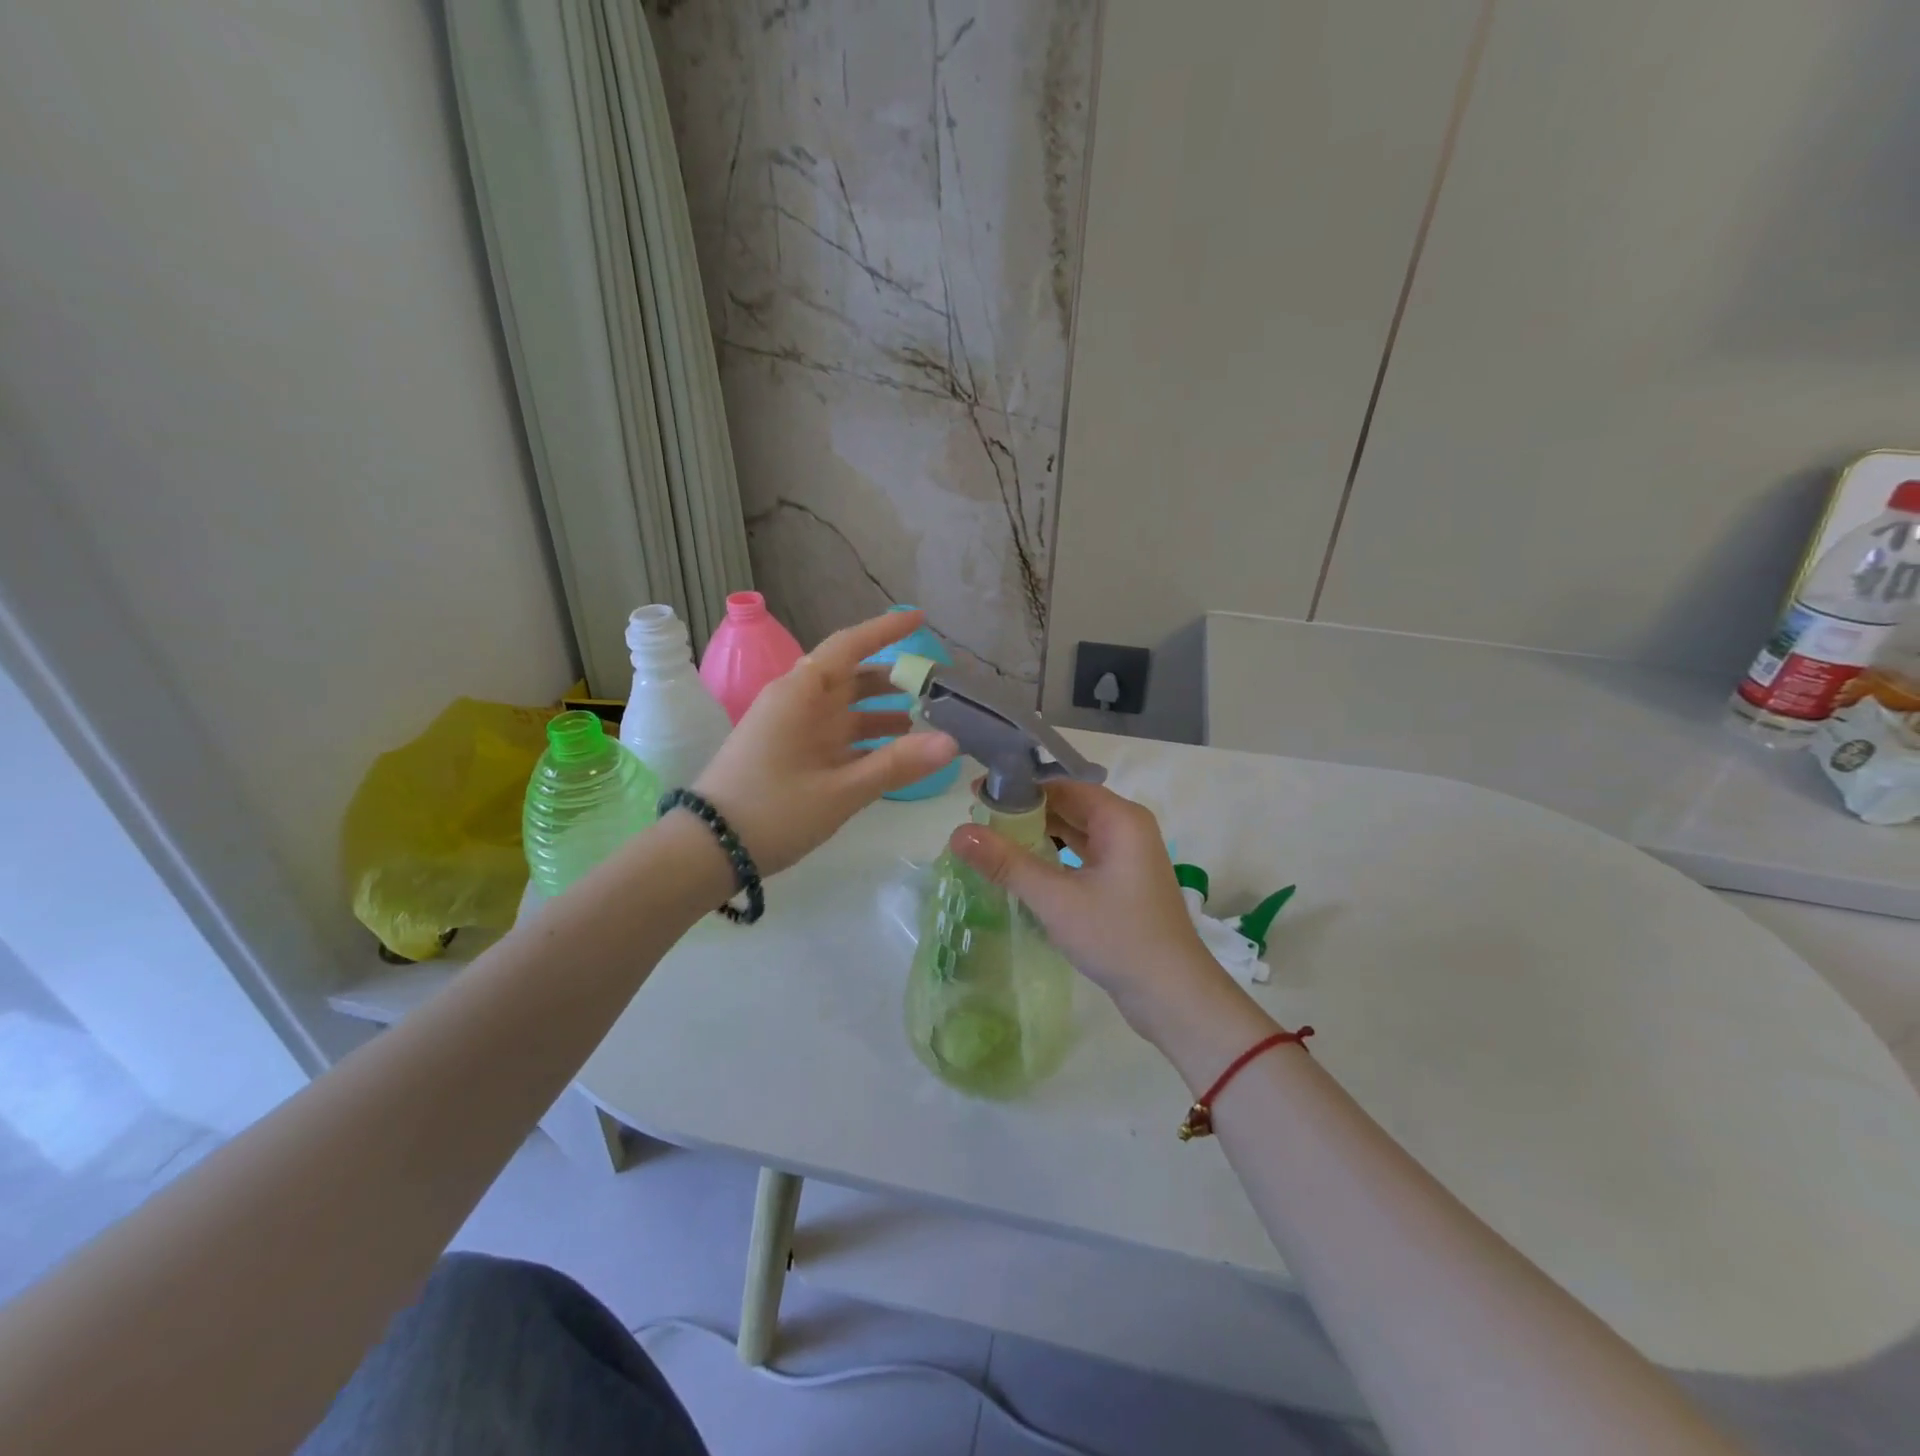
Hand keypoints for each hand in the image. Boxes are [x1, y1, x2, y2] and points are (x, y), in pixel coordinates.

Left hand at [691, 610, 956, 876]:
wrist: (706, 850)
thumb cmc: (773, 811)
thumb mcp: (841, 791)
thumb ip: (897, 764)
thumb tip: (953, 743)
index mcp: (802, 694)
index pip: (850, 646)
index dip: (886, 630)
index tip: (921, 619)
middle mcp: (797, 703)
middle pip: (852, 676)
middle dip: (892, 677)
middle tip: (935, 685)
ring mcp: (792, 729)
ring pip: (845, 708)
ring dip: (881, 710)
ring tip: (924, 719)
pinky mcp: (790, 753)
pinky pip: (835, 734)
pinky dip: (865, 738)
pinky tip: (893, 752)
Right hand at [948, 780, 1233, 1032]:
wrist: (1172, 996)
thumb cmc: (1117, 937)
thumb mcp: (1056, 899)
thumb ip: (1007, 863)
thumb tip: (957, 833)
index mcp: (1120, 818)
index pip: (1061, 786)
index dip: (1018, 789)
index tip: (976, 797)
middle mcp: (1127, 828)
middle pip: (1068, 806)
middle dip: (1024, 813)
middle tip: (977, 822)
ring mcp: (1128, 856)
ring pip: (1075, 832)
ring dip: (1038, 836)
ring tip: (992, 843)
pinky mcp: (1124, 882)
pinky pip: (1083, 855)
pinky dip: (1055, 857)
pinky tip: (1025, 869)